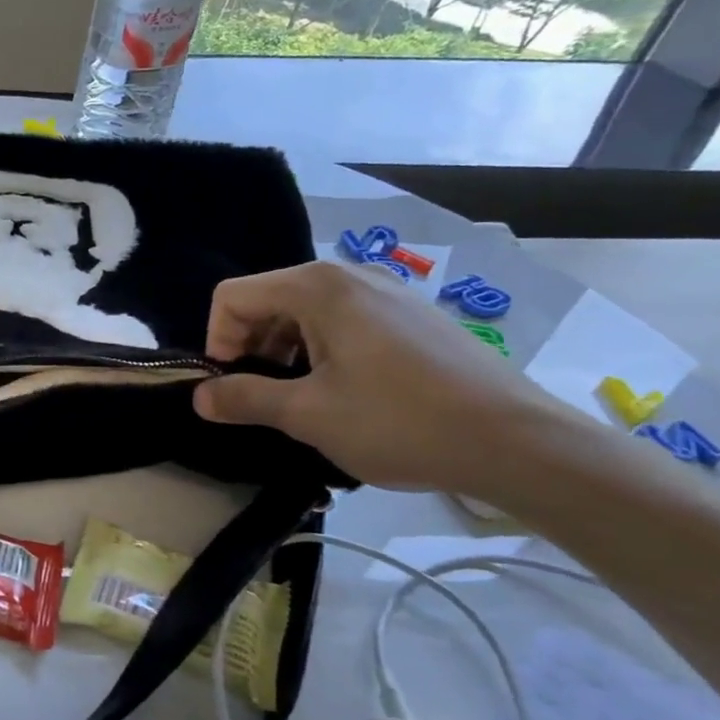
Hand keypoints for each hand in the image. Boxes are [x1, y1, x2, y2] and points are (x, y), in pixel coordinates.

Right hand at [193, 260, 563, 493]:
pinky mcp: (412, 315)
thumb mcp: (308, 414)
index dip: (218, 342)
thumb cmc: (400, 422)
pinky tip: (346, 393)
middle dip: (251, 347)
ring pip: (304, 312)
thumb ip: (244, 398)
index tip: (233, 387)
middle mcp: (349, 276)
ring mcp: (387, 292)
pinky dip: (323, 351)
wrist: (520, 443)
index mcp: (317, 287)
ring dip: (285, 352)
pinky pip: (343, 321)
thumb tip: (199, 397)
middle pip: (267, 300)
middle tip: (264, 397)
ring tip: (303, 399)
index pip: (232, 297)